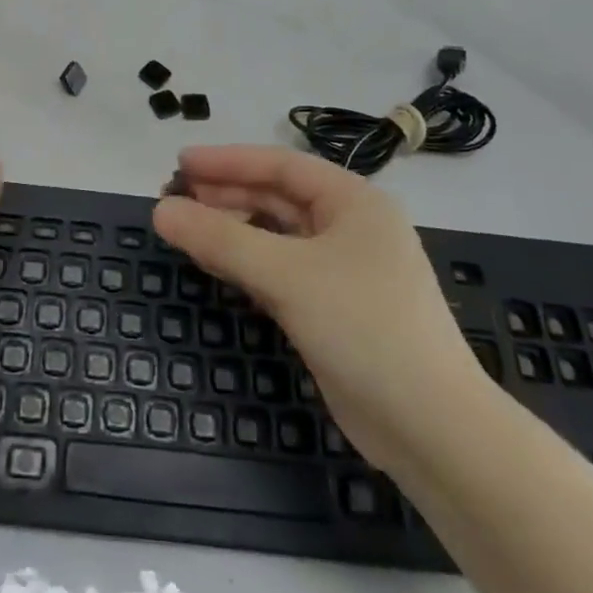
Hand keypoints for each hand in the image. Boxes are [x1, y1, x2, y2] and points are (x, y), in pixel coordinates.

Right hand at [154, 145, 491, 468]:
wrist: (432, 431)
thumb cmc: (364, 328)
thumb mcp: (287, 275)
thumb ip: (220, 239)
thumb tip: (160, 210)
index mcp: (353, 201)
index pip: (280, 165)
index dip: (227, 161)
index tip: (179, 164)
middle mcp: (350, 227)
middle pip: (276, 198)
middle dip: (225, 196)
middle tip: (172, 198)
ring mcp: (342, 270)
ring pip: (275, 236)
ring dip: (231, 230)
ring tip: (184, 228)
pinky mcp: (332, 308)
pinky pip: (278, 271)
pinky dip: (245, 264)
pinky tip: (214, 265)